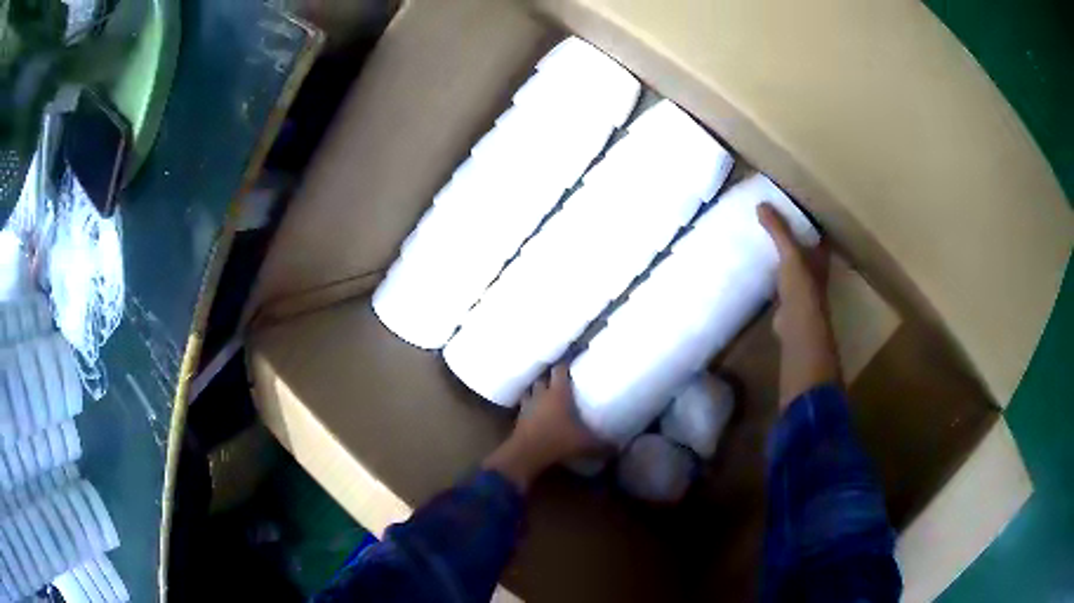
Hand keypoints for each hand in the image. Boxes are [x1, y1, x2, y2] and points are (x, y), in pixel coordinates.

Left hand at [483, 365, 603, 490]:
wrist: (527, 454)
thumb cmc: (558, 441)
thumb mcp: (585, 444)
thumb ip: (603, 445)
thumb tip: (617, 448)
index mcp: (558, 393)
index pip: (560, 369)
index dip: (566, 364)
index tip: (573, 363)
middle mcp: (541, 395)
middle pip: (543, 378)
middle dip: (550, 378)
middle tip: (561, 382)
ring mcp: (527, 406)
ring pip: (530, 391)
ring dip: (537, 392)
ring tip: (546, 396)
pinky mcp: (518, 418)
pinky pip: (523, 407)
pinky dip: (529, 408)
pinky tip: (535, 414)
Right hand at [757, 203, 840, 408]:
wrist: (799, 325)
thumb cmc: (801, 286)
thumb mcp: (790, 253)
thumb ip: (777, 229)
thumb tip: (761, 204)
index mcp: (820, 257)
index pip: (818, 235)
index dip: (810, 222)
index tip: (796, 208)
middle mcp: (815, 271)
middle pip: (807, 250)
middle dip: (796, 239)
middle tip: (776, 222)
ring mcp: (804, 289)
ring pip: (795, 267)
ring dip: (785, 258)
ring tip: (765, 242)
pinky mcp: (790, 303)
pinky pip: (782, 284)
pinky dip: (774, 277)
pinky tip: (761, 271)